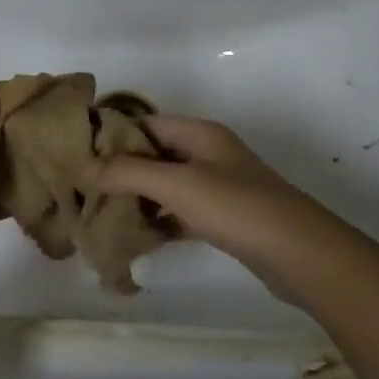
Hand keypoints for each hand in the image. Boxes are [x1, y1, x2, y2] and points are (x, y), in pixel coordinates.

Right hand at [91, 116, 351, 302]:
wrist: (300, 254)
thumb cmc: (236, 207)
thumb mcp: (177, 184)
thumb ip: (128, 173)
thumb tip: (84, 167)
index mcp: (199, 134)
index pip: (144, 124)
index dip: (111, 137)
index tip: (78, 155)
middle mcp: (208, 154)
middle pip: (153, 155)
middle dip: (120, 171)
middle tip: (84, 190)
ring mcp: (217, 187)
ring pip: (165, 186)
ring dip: (137, 198)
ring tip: (101, 215)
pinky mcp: (223, 219)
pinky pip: (180, 213)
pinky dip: (159, 221)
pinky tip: (136, 238)